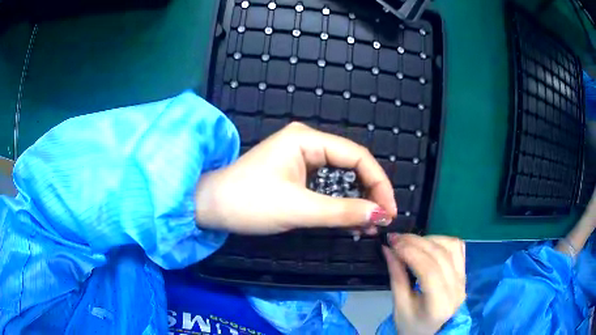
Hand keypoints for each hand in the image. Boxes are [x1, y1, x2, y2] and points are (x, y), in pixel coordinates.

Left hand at [194, 122, 396, 233]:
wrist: (211, 207)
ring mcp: (301, 158)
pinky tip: (350, 221)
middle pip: (352, 165)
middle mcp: (308, 142)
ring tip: (369, 226)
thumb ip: (342, 211)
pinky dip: (340, 204)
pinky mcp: (296, 174)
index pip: (357, 156)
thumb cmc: (249, 202)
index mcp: (307, 139)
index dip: (379, 183)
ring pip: (341, 178)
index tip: (390, 211)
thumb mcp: (298, 208)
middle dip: (369, 194)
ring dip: (356, 201)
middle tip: (381, 222)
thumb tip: (381, 215)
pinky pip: (327, 186)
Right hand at [383, 234, 465, 334]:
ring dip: (429, 239)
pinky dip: (442, 240)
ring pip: (451, 247)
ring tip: (410, 242)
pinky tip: (428, 243)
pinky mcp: (464, 273)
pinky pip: (458, 248)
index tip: (392, 243)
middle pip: (440, 256)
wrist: (430, 332)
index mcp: (439, 304)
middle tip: (396, 238)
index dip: (411, 252)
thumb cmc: (411, 325)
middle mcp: (457, 289)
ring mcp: (463, 280)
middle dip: (416, 242)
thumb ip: (396, 276)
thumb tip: (388, 249)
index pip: (429, 271)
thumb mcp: (399, 306)